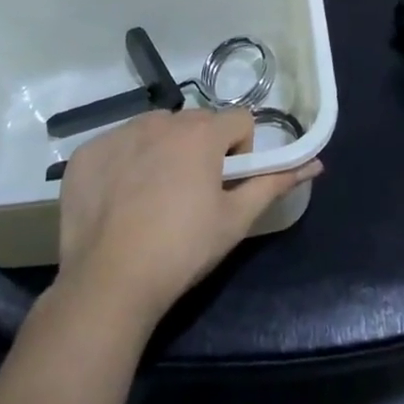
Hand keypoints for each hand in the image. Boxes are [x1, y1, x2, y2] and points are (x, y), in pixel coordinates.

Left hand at [54, 109, 321, 328]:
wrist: (108, 284)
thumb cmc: (182, 250)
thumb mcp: (236, 220)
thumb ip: (275, 183)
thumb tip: (316, 163)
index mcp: (201, 134)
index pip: (239, 120)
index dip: (241, 151)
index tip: (226, 185)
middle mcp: (160, 122)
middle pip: (197, 123)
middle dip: (202, 150)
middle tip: (192, 196)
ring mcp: (118, 134)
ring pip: (156, 130)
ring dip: (164, 151)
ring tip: (154, 199)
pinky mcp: (87, 154)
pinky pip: (117, 145)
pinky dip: (124, 164)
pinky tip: (119, 201)